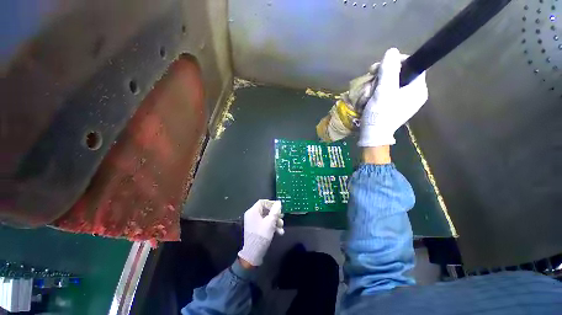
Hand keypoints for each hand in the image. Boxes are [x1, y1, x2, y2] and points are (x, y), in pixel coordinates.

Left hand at [238, 200, 283, 266]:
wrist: (253, 253)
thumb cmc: (261, 235)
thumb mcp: (270, 222)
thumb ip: (275, 211)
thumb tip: (278, 202)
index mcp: (253, 211)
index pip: (262, 202)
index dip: (271, 203)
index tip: (279, 207)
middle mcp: (252, 215)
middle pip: (265, 210)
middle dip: (275, 214)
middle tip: (282, 217)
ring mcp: (253, 223)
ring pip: (266, 218)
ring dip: (275, 221)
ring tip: (281, 227)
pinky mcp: (256, 229)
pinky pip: (264, 224)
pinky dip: (271, 226)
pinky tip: (279, 232)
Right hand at [358, 48, 427, 146]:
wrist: (373, 135)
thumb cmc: (380, 114)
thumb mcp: (383, 91)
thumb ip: (388, 70)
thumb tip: (392, 51)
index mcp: (418, 89)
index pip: (413, 65)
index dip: (397, 61)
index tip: (381, 66)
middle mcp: (414, 94)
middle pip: (401, 74)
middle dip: (384, 74)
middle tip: (371, 77)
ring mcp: (405, 101)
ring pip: (392, 83)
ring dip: (378, 83)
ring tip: (368, 91)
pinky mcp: (395, 106)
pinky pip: (388, 92)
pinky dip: (378, 91)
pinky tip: (370, 96)